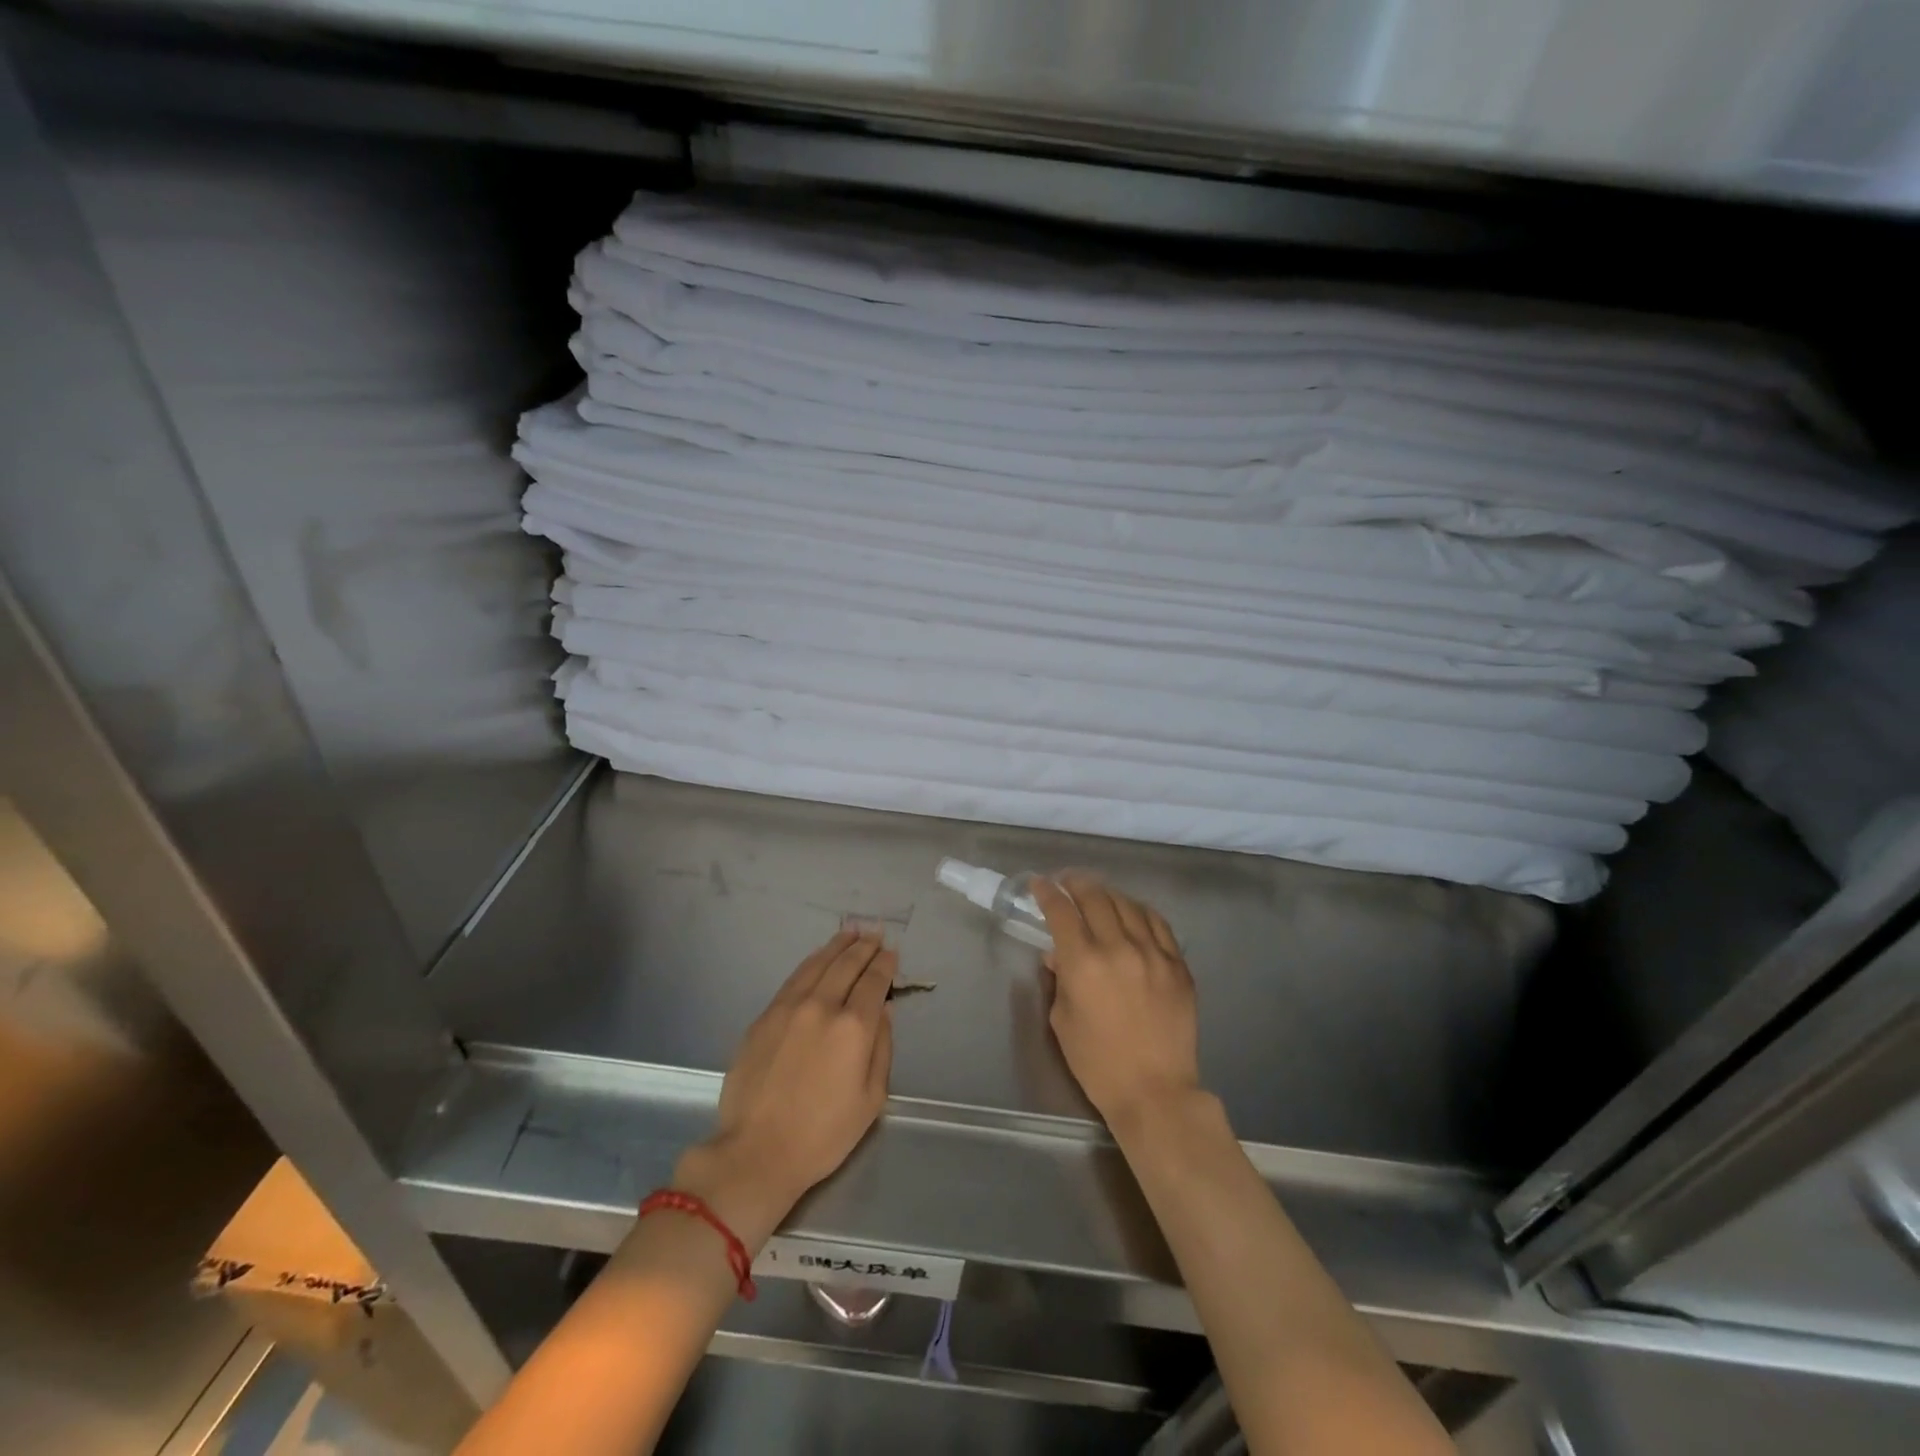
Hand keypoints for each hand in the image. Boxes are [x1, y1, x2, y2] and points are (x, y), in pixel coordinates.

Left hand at [674, 928, 895, 1248]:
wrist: (756, 1152)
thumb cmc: (823, 1135)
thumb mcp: (871, 1100)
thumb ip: (882, 1049)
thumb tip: (884, 1013)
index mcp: (854, 1027)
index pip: (874, 982)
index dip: (885, 965)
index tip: (892, 954)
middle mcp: (822, 1006)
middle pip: (847, 965)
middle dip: (864, 947)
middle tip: (874, 934)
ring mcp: (789, 1008)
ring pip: (817, 964)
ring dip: (837, 946)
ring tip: (849, 933)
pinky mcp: (764, 1017)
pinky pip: (793, 979)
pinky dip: (811, 962)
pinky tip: (817, 958)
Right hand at [1032, 873, 1201, 1129]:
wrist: (1155, 1091)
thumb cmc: (1097, 1062)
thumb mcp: (1063, 1020)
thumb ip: (1060, 979)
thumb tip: (1058, 955)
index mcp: (1084, 963)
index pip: (1061, 912)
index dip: (1047, 893)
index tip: (1040, 884)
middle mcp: (1119, 948)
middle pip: (1096, 898)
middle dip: (1077, 884)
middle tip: (1068, 881)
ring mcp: (1153, 954)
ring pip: (1128, 905)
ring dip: (1108, 893)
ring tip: (1098, 893)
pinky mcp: (1177, 965)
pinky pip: (1158, 924)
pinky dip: (1140, 910)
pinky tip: (1133, 911)